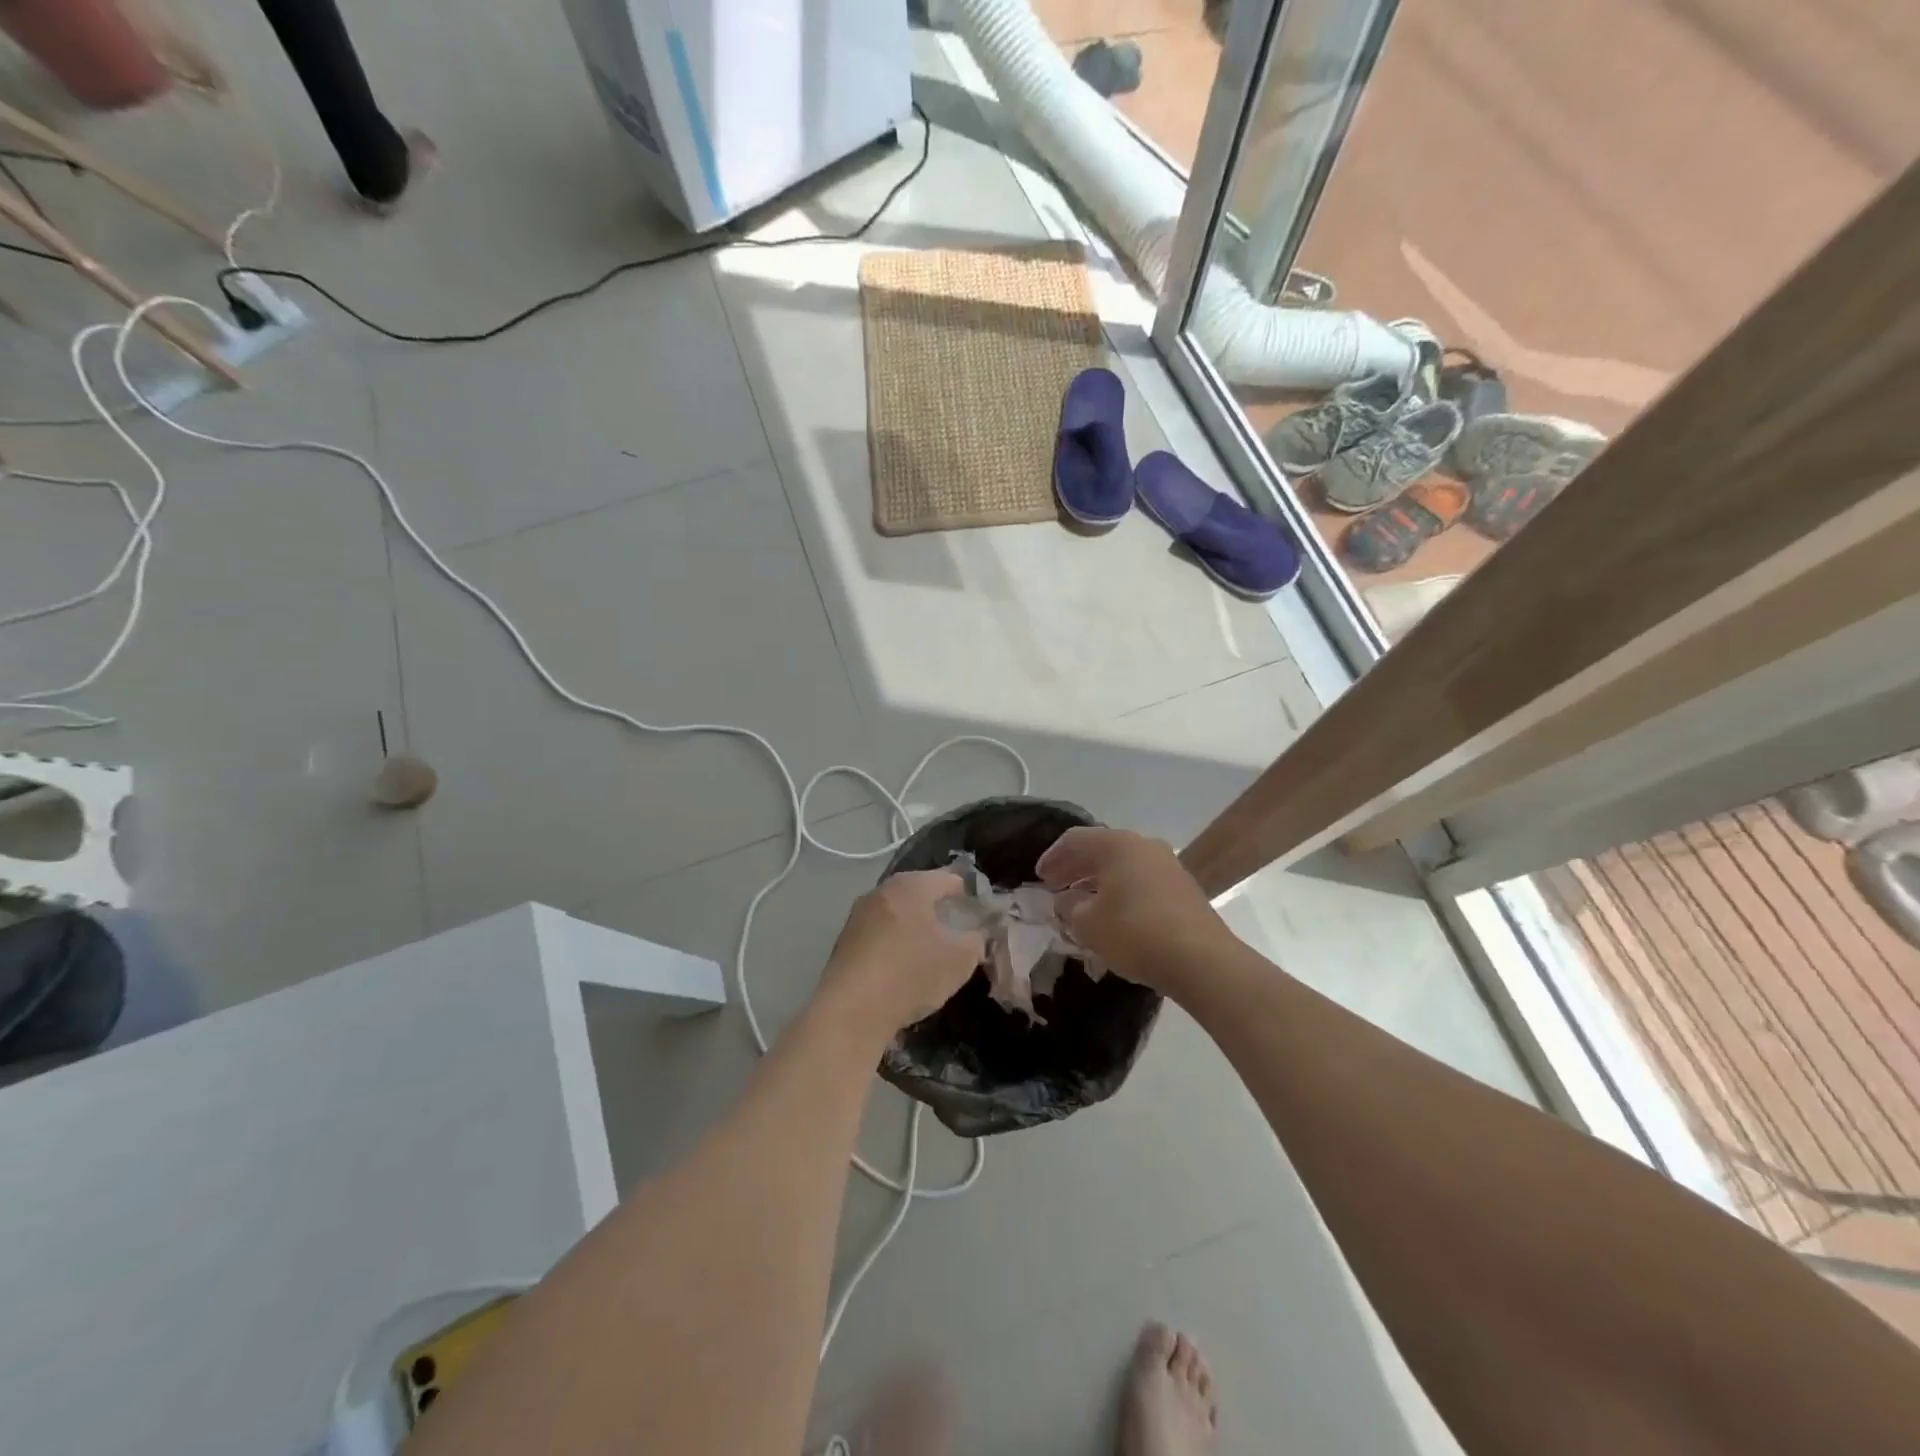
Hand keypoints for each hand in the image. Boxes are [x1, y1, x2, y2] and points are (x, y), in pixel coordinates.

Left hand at [817, 870, 984, 1037]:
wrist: (851, 1010)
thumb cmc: (912, 972)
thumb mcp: (961, 958)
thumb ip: (976, 940)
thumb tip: (974, 935)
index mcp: (911, 885)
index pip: (949, 879)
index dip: (968, 895)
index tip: (980, 917)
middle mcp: (881, 891)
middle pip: (919, 894)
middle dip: (939, 912)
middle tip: (958, 936)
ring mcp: (858, 916)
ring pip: (897, 915)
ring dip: (914, 930)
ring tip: (931, 956)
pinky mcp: (844, 943)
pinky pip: (879, 936)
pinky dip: (894, 946)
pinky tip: (902, 971)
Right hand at [1037, 828, 1229, 992]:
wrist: (1201, 960)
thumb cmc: (1135, 933)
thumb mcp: (1089, 924)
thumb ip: (1070, 908)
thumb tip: (1067, 900)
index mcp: (1117, 844)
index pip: (1075, 840)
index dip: (1052, 857)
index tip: (1038, 877)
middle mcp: (1144, 846)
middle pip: (1101, 849)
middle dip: (1074, 868)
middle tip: (1054, 887)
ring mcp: (1168, 865)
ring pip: (1123, 865)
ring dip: (1097, 880)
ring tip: (1080, 903)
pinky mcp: (1183, 888)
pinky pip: (1141, 881)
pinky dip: (1120, 891)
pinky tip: (1112, 914)